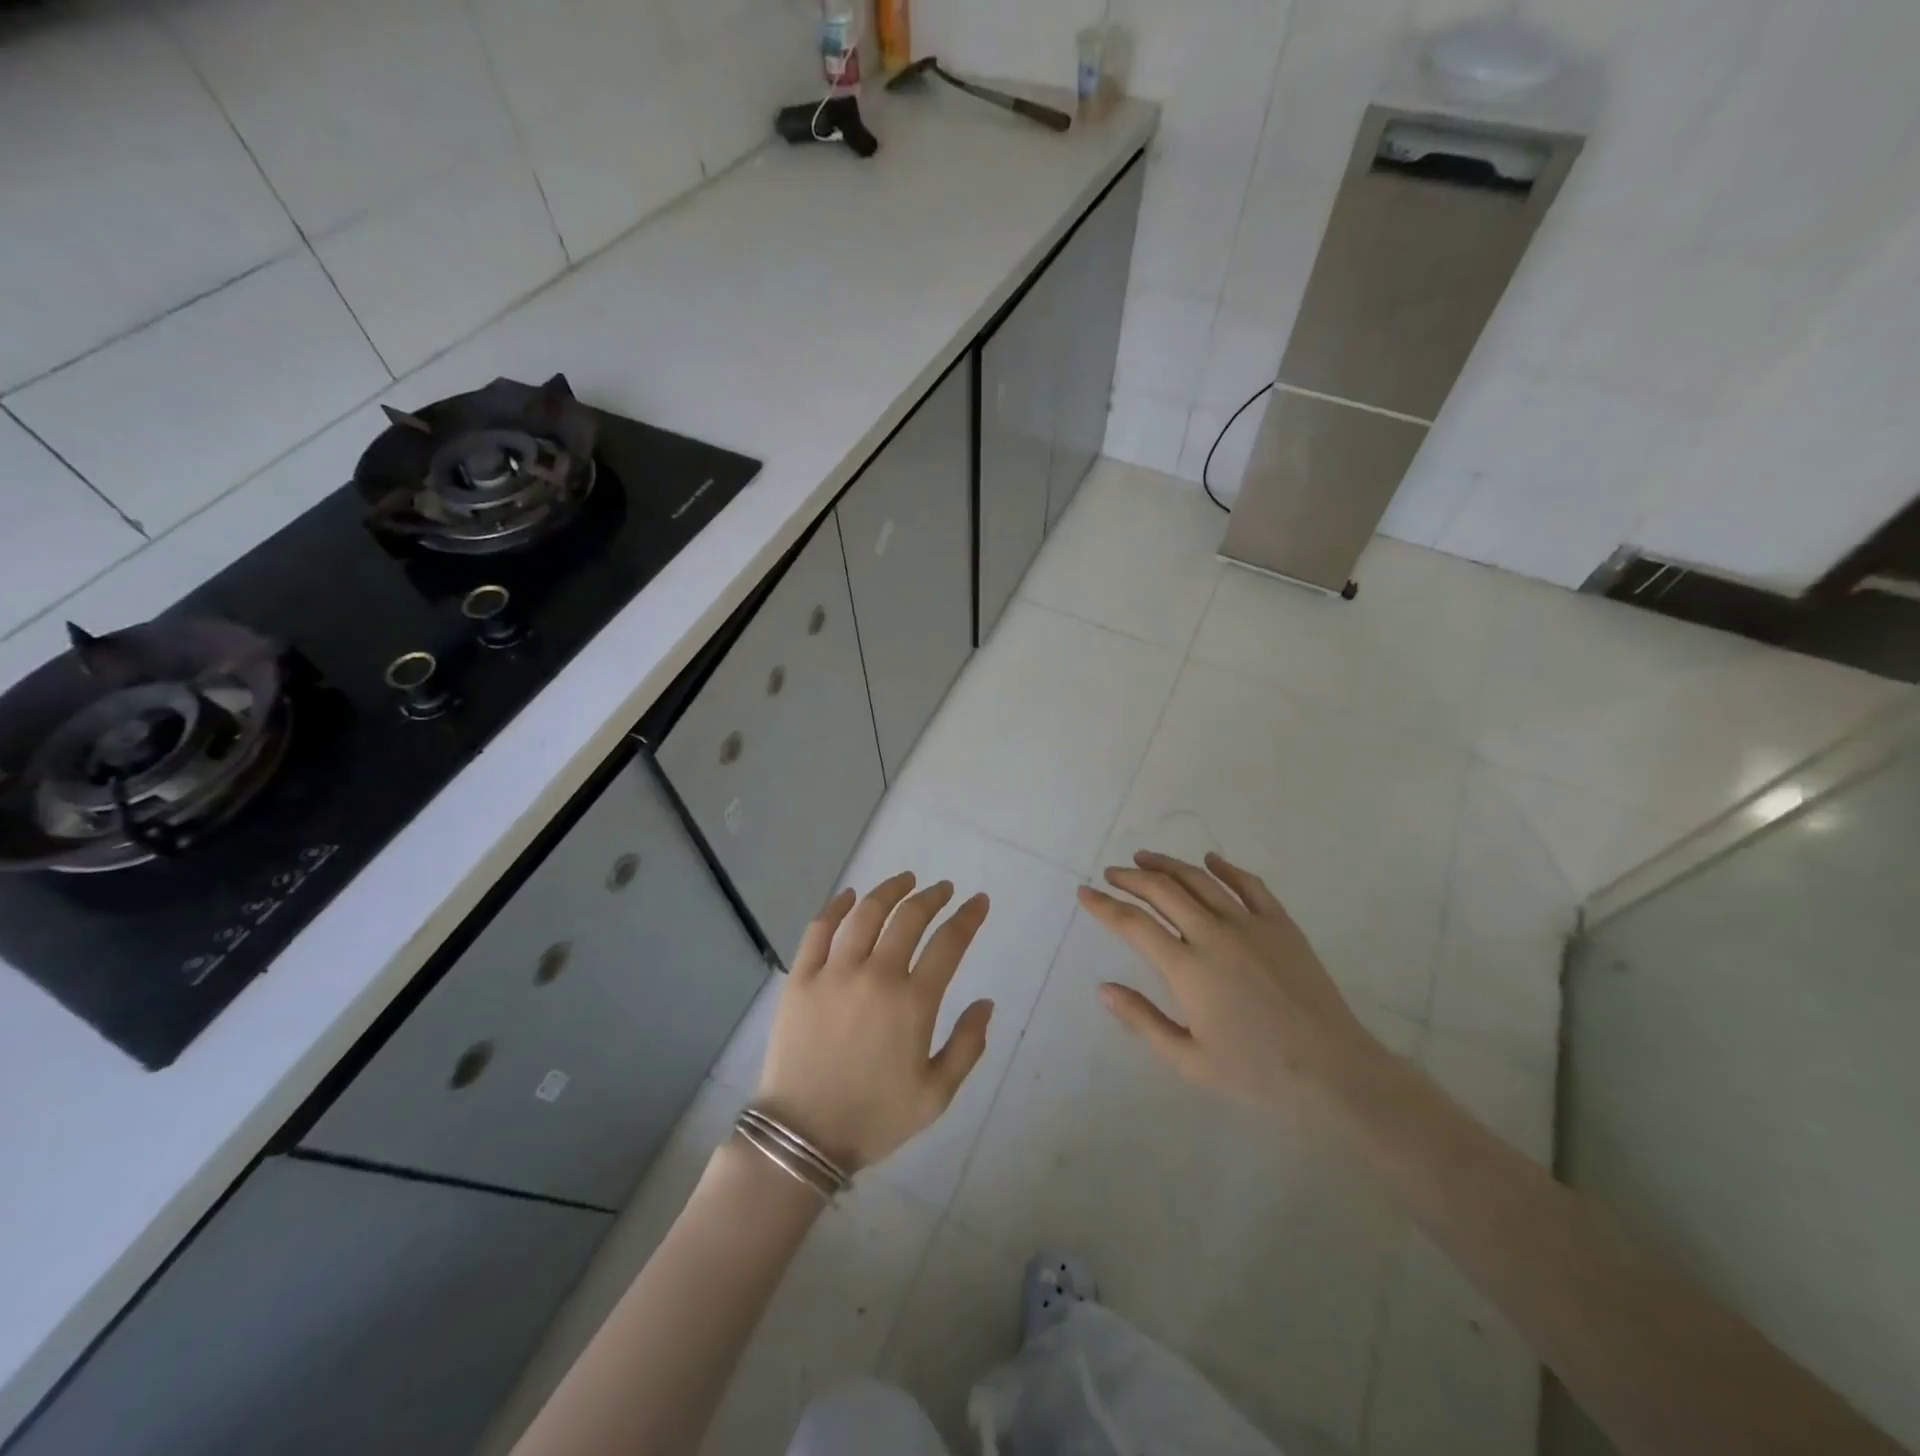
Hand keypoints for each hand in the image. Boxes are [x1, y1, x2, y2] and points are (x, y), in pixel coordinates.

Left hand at [755, 873, 993, 1172]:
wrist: (802, 1137)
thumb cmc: (875, 1118)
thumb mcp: (936, 1095)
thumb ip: (967, 1046)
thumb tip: (986, 1003)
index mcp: (913, 1003)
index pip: (949, 943)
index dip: (968, 917)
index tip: (979, 901)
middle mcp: (876, 976)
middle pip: (909, 918)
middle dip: (932, 897)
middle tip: (942, 889)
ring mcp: (834, 973)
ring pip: (866, 913)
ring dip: (890, 890)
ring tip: (905, 880)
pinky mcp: (801, 978)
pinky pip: (819, 929)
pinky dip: (836, 906)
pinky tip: (849, 895)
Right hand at [1079, 850, 1391, 1124]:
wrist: (1333, 1073)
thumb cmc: (1255, 1073)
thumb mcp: (1188, 1060)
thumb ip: (1142, 1020)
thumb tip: (1103, 988)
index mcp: (1187, 969)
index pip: (1133, 924)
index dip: (1104, 905)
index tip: (1084, 893)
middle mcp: (1213, 935)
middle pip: (1162, 891)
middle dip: (1130, 878)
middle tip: (1112, 873)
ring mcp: (1250, 925)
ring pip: (1200, 880)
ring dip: (1168, 865)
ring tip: (1146, 858)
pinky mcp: (1281, 924)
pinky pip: (1249, 884)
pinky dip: (1226, 867)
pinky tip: (1210, 860)